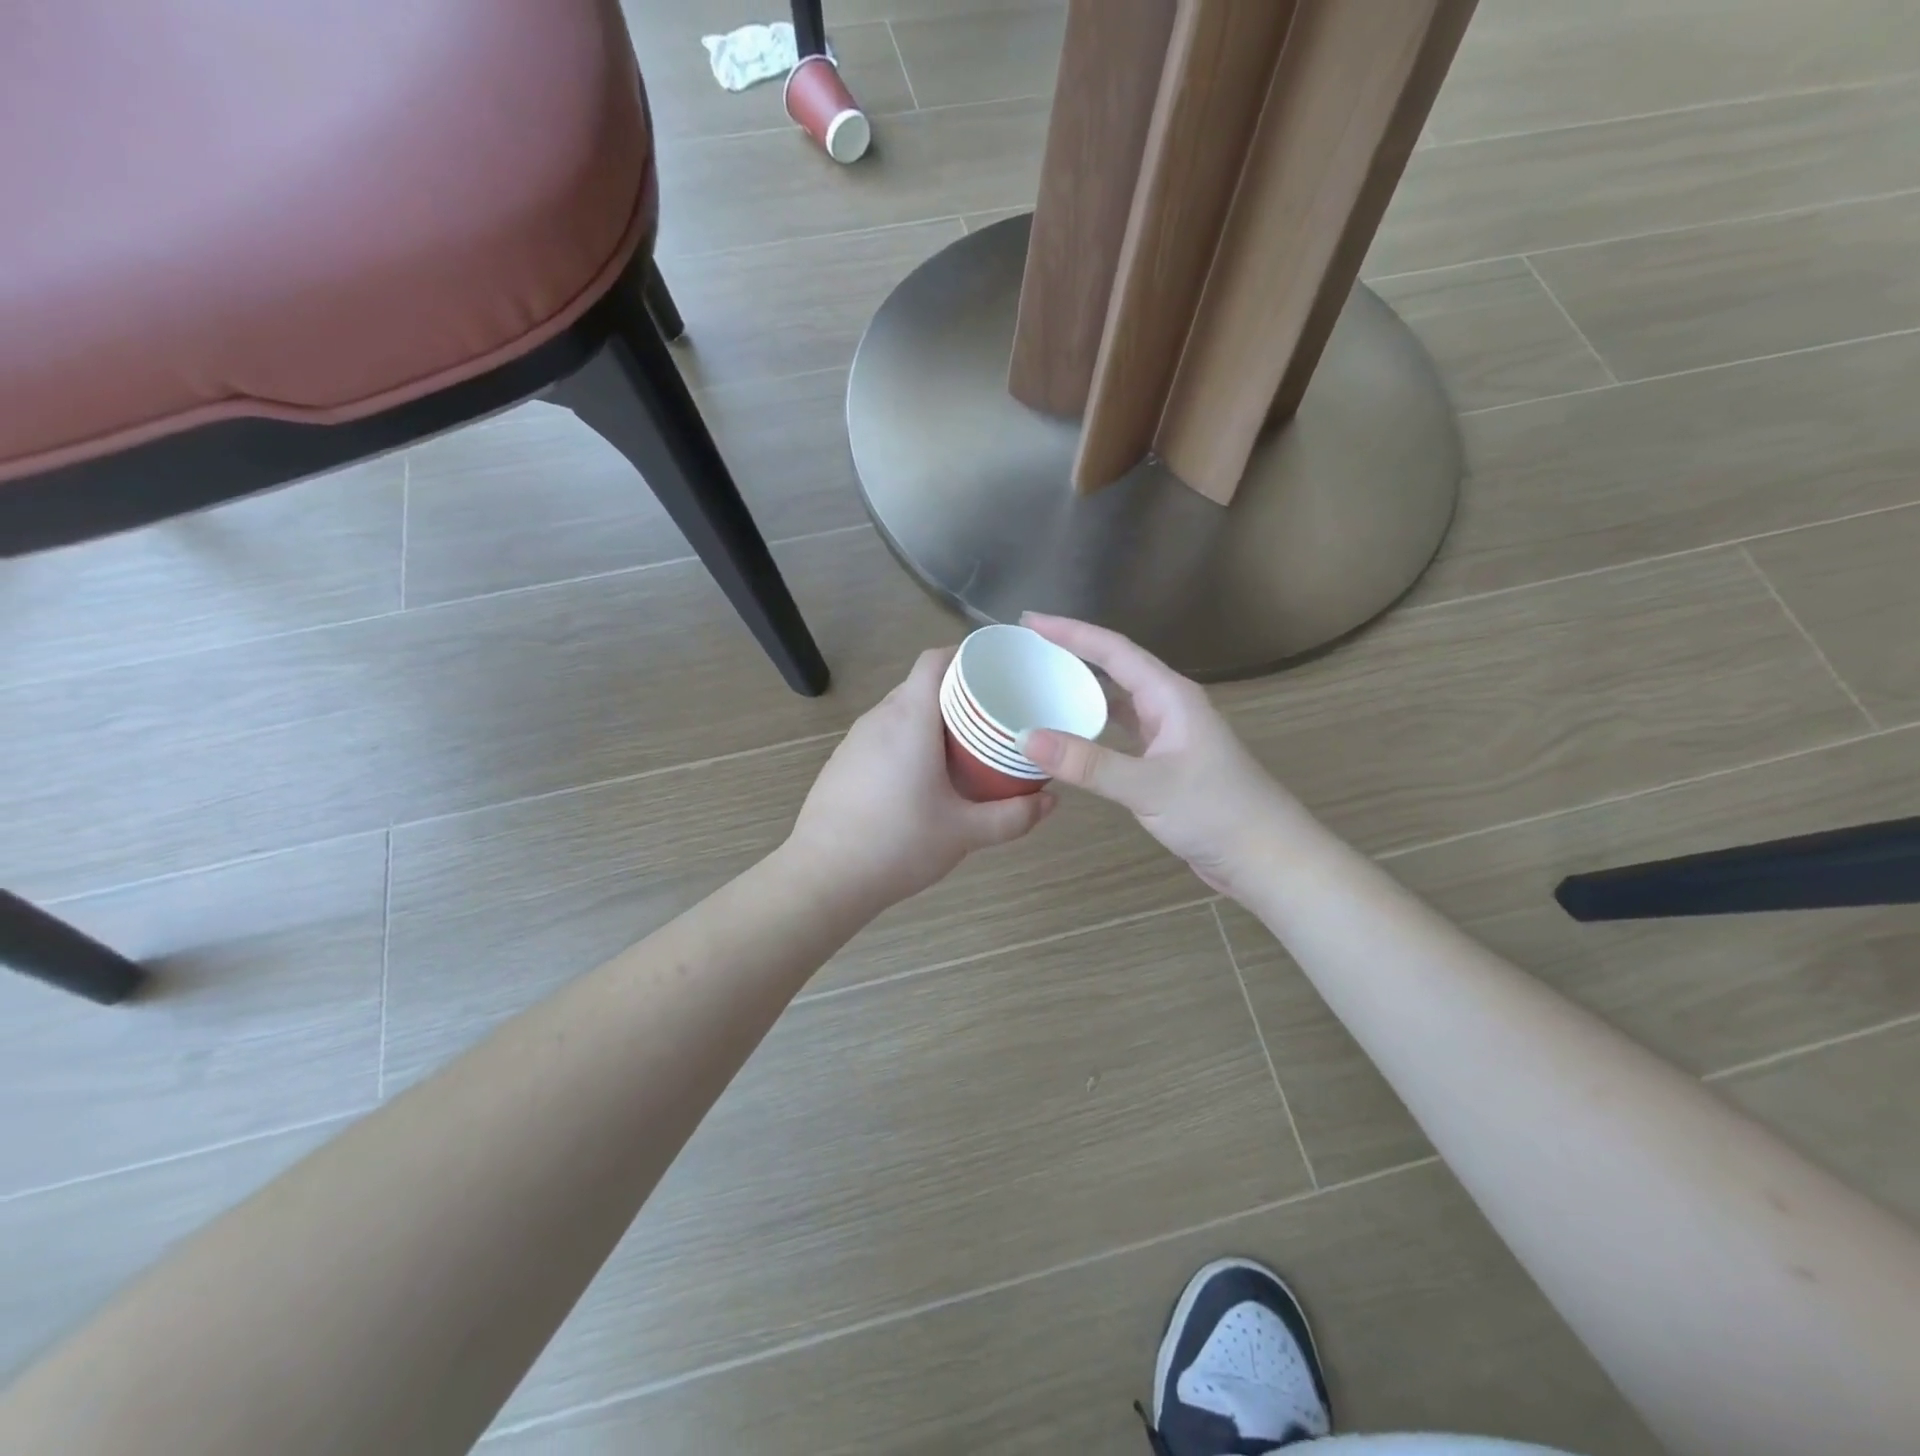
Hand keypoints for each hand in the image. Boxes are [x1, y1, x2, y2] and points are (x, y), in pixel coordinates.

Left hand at [788, 647, 1054, 910]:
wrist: (824, 877)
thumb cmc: (898, 844)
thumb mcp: (964, 833)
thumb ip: (1013, 817)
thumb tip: (1051, 802)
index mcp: (910, 719)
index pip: (934, 660)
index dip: (964, 655)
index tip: (994, 670)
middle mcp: (879, 719)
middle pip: (920, 685)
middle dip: (956, 692)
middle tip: (991, 715)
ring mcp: (854, 741)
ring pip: (899, 711)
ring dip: (930, 718)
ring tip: (962, 745)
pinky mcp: (842, 763)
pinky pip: (881, 735)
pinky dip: (906, 740)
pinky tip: (921, 776)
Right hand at [1017, 614, 1303, 897]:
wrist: (1266, 858)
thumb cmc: (1216, 813)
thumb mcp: (1148, 786)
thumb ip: (1087, 763)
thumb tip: (1026, 737)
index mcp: (1171, 696)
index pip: (1113, 650)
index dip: (1070, 632)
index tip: (1029, 621)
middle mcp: (1169, 707)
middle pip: (1114, 669)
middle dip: (1071, 656)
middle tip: (1026, 652)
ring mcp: (1169, 736)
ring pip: (1117, 703)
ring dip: (1080, 693)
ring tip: (1039, 687)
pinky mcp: (1165, 764)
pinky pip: (1120, 734)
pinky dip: (1092, 730)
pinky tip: (1068, 738)